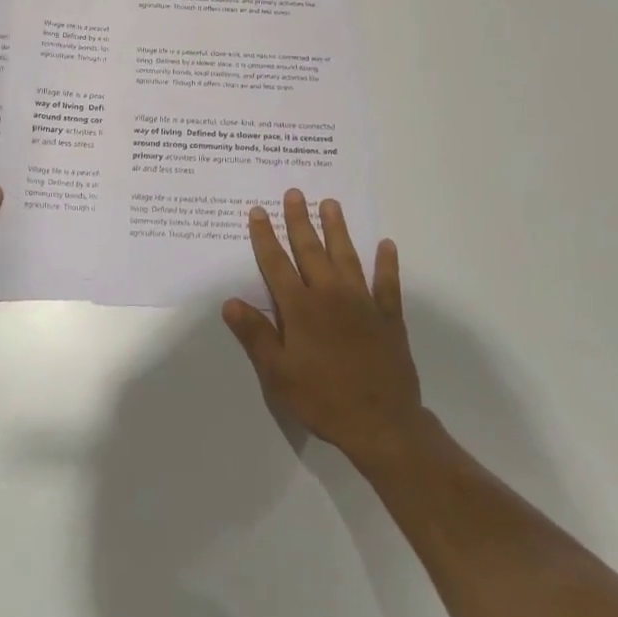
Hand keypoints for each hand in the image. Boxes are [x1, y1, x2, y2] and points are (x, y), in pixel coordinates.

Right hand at [224, 190, 427, 467]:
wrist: (381, 424)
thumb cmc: (322, 399)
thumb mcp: (278, 374)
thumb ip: (255, 335)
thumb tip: (230, 302)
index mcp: (300, 308)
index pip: (277, 264)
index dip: (266, 237)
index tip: (259, 211)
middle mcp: (330, 295)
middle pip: (311, 250)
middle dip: (300, 220)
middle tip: (295, 192)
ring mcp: (362, 303)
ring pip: (347, 257)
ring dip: (338, 229)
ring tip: (331, 203)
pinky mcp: (387, 317)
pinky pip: (387, 283)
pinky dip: (387, 263)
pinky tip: (387, 245)